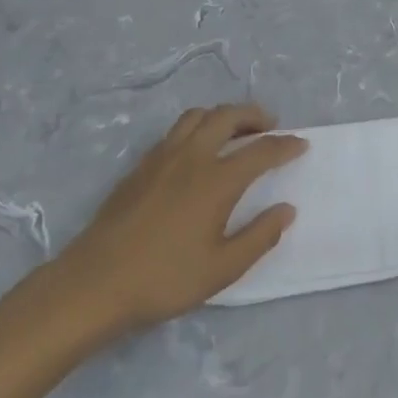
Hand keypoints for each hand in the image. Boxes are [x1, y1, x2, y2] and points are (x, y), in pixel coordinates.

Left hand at [52, 104, 306, 335]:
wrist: (95, 283)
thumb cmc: (164, 278)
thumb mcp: (222, 269)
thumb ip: (259, 236)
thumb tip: (287, 210)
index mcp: (218, 179)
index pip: (261, 151)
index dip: (285, 145)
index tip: (301, 144)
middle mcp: (193, 156)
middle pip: (228, 116)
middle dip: (255, 115)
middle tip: (270, 125)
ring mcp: (163, 156)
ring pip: (199, 116)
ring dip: (223, 115)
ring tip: (235, 130)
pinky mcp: (141, 165)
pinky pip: (176, 131)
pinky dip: (198, 127)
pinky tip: (197, 150)